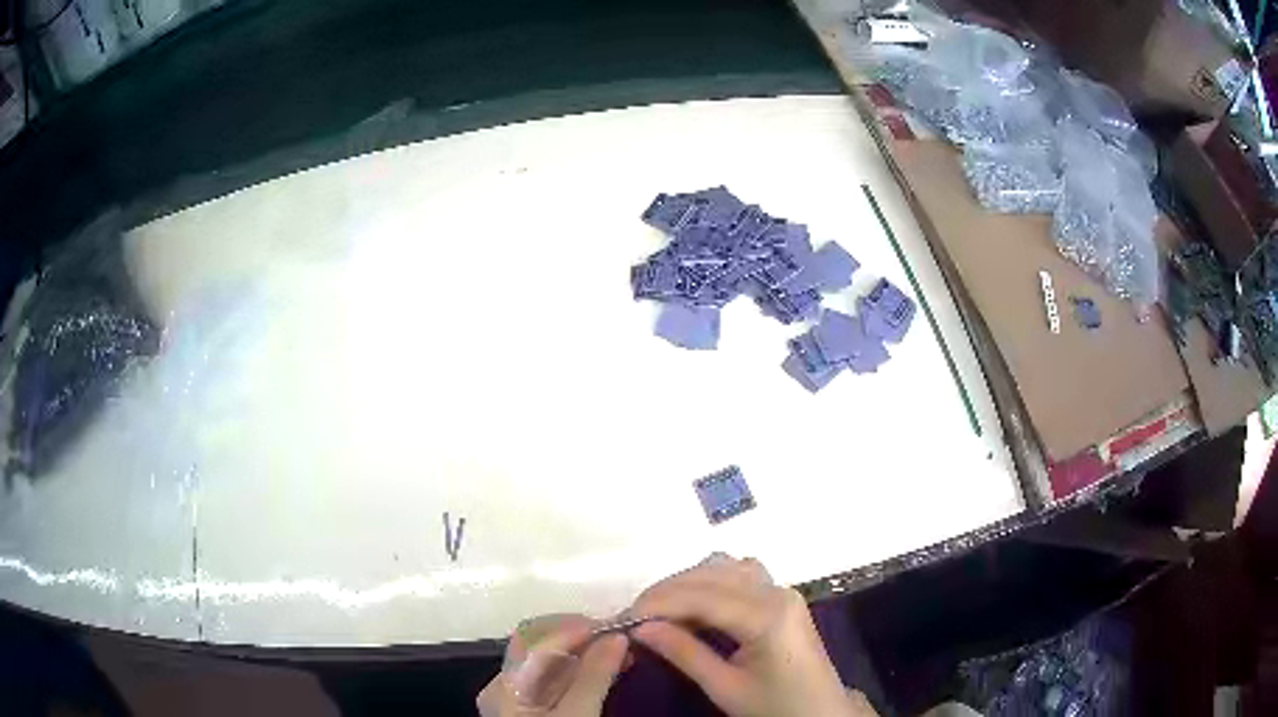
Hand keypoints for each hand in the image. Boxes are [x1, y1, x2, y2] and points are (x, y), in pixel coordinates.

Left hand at [477, 614, 628, 716]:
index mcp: (503, 686)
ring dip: (585, 651)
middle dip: (581, 636)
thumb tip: (618, 635)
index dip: (576, 628)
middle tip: (620, 635)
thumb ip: (594, 676)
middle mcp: (503, 685)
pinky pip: (555, 677)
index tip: (616, 624)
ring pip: (550, 661)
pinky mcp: (533, 706)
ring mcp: (517, 696)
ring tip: (619, 648)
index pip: (537, 641)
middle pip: (540, 646)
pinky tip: (604, 667)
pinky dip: (580, 669)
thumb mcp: (578, 714)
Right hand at [630, 555, 876, 716]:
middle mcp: (778, 592)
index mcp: (768, 616)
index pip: (702, 596)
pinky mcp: (782, 597)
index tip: (624, 616)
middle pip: (713, 574)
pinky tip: (691, 603)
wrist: (820, 713)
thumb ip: (684, 654)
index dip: (659, 602)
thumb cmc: (775, 706)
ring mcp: (783, 591)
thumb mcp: (725, 688)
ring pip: (726, 568)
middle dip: (669, 590)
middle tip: (636, 615)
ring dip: (688, 582)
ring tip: (658, 609)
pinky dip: (709, 582)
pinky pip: (740, 575)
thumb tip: (641, 628)